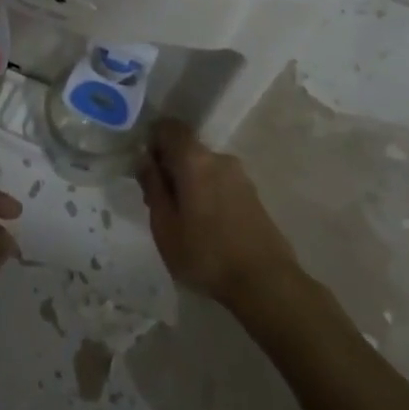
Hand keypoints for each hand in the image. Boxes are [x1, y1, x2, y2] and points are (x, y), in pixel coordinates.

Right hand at [139, 120, 300, 309]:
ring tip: (182, 221)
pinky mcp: (253, 195)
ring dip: (188, 183)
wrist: (265, 282)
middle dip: (169, 168)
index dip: (153, 141)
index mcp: (195, 160)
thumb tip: (144, 158)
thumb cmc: (205, 253)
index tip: (145, 169)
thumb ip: (153, 186)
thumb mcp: (165, 225)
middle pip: (187, 149)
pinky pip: (220, 182)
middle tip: (158, 204)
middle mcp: (220, 158)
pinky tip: (205, 226)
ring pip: (204, 168)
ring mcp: (241, 176)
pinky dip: (206, 193)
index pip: (170, 127)